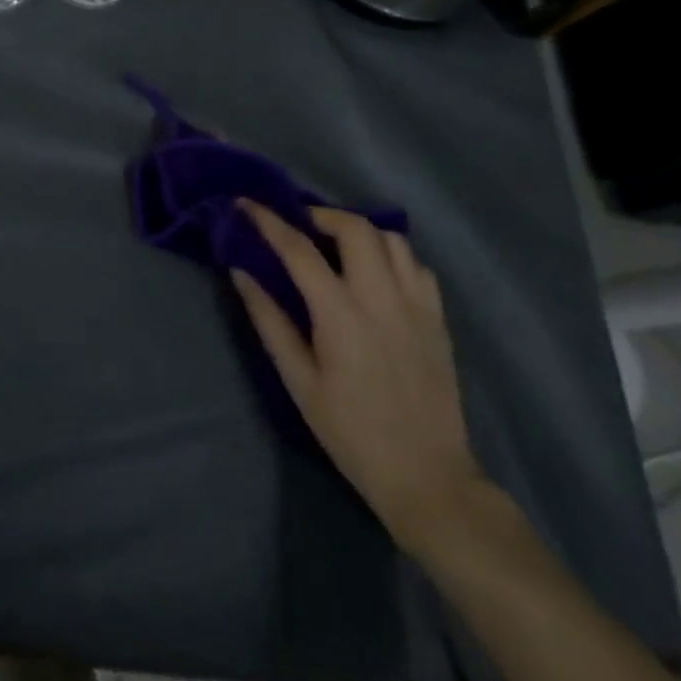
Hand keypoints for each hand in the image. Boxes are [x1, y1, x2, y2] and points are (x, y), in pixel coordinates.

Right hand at [232, 202, 488, 555]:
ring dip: (358, 230)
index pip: (298, 248)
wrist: (427, 477)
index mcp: (341, 314)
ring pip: (392, 239)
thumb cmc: (349, 431)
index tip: (245, 204)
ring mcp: (418, 307)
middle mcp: (383, 299)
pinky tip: (373, 274)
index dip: (268, 220)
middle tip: (296, 224)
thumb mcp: (297, 380)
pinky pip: (417, 266)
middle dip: (320, 214)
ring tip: (334, 244)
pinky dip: (390, 256)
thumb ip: (269, 320)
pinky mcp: (439, 320)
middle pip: (355, 228)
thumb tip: (241, 272)